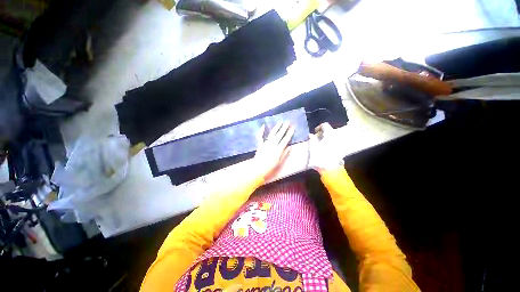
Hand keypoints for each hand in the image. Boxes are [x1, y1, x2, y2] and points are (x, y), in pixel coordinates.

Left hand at [253, 121, 294, 180]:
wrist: (258, 169)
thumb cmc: (270, 167)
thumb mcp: (279, 162)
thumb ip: (285, 154)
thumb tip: (290, 146)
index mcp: (278, 149)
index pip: (285, 140)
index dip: (289, 133)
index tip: (293, 127)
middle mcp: (273, 145)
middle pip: (279, 135)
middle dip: (284, 128)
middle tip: (288, 121)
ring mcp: (266, 143)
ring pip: (272, 133)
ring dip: (276, 127)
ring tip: (280, 121)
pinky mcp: (260, 144)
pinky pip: (260, 136)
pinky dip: (261, 131)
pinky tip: (263, 125)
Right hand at [308, 123, 344, 171]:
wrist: (330, 170)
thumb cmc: (320, 158)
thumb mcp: (312, 148)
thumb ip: (312, 139)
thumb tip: (310, 134)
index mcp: (330, 135)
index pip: (325, 125)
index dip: (319, 127)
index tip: (315, 132)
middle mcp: (337, 138)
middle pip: (330, 131)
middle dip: (322, 134)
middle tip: (316, 139)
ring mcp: (340, 145)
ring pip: (333, 138)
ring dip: (326, 139)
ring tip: (320, 145)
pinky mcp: (341, 151)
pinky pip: (335, 144)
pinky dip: (330, 145)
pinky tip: (325, 151)